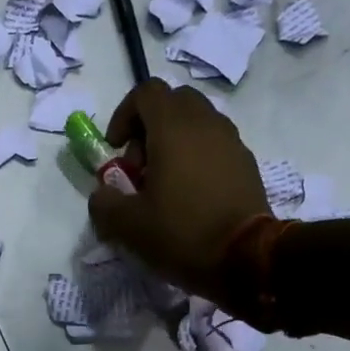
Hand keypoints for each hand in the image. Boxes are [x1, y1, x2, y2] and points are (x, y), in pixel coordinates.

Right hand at [88, 80, 267, 304]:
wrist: (247, 258)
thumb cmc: (182, 233)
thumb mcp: (128, 226)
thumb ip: (104, 203)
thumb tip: (102, 194)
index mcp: (173, 129)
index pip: (146, 92)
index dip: (124, 114)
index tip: (116, 148)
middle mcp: (206, 124)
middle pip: (173, 102)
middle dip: (149, 127)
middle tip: (139, 166)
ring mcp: (231, 142)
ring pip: (197, 123)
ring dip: (174, 143)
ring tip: (164, 184)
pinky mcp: (246, 163)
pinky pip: (214, 145)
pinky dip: (196, 158)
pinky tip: (190, 196)